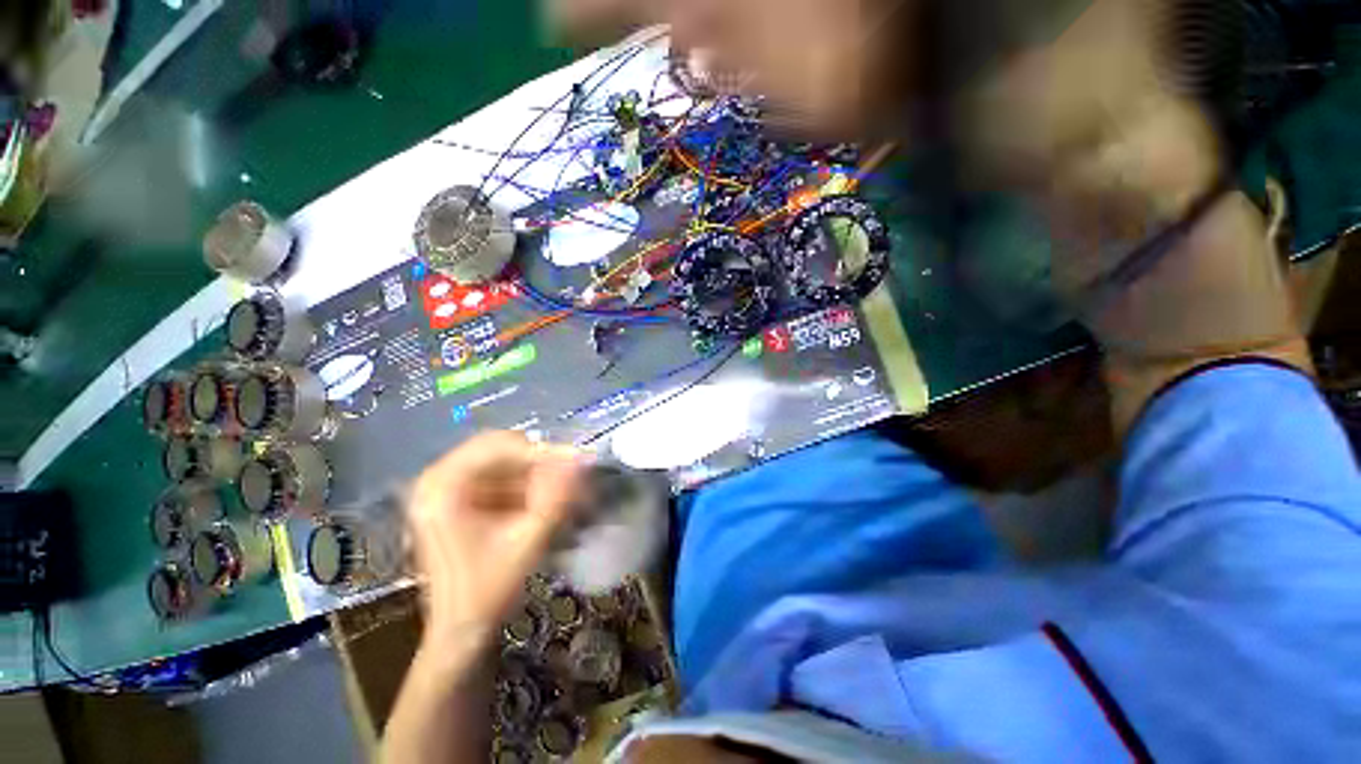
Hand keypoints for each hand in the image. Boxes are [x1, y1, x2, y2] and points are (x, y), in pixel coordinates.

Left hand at [406, 432, 583, 646]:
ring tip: (565, 490)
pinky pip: (499, 477)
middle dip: (539, 462)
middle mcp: (437, 479)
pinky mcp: (458, 499)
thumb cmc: (487, 591)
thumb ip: (555, 497)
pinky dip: (526, 485)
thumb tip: (581, 458)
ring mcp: (446, 488)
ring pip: (503, 462)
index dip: (541, 451)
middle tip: (571, 475)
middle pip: (500, 449)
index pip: (499, 446)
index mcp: (441, 486)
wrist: (461, 632)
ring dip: (535, 473)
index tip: (578, 461)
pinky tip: (544, 501)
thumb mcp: (527, 541)